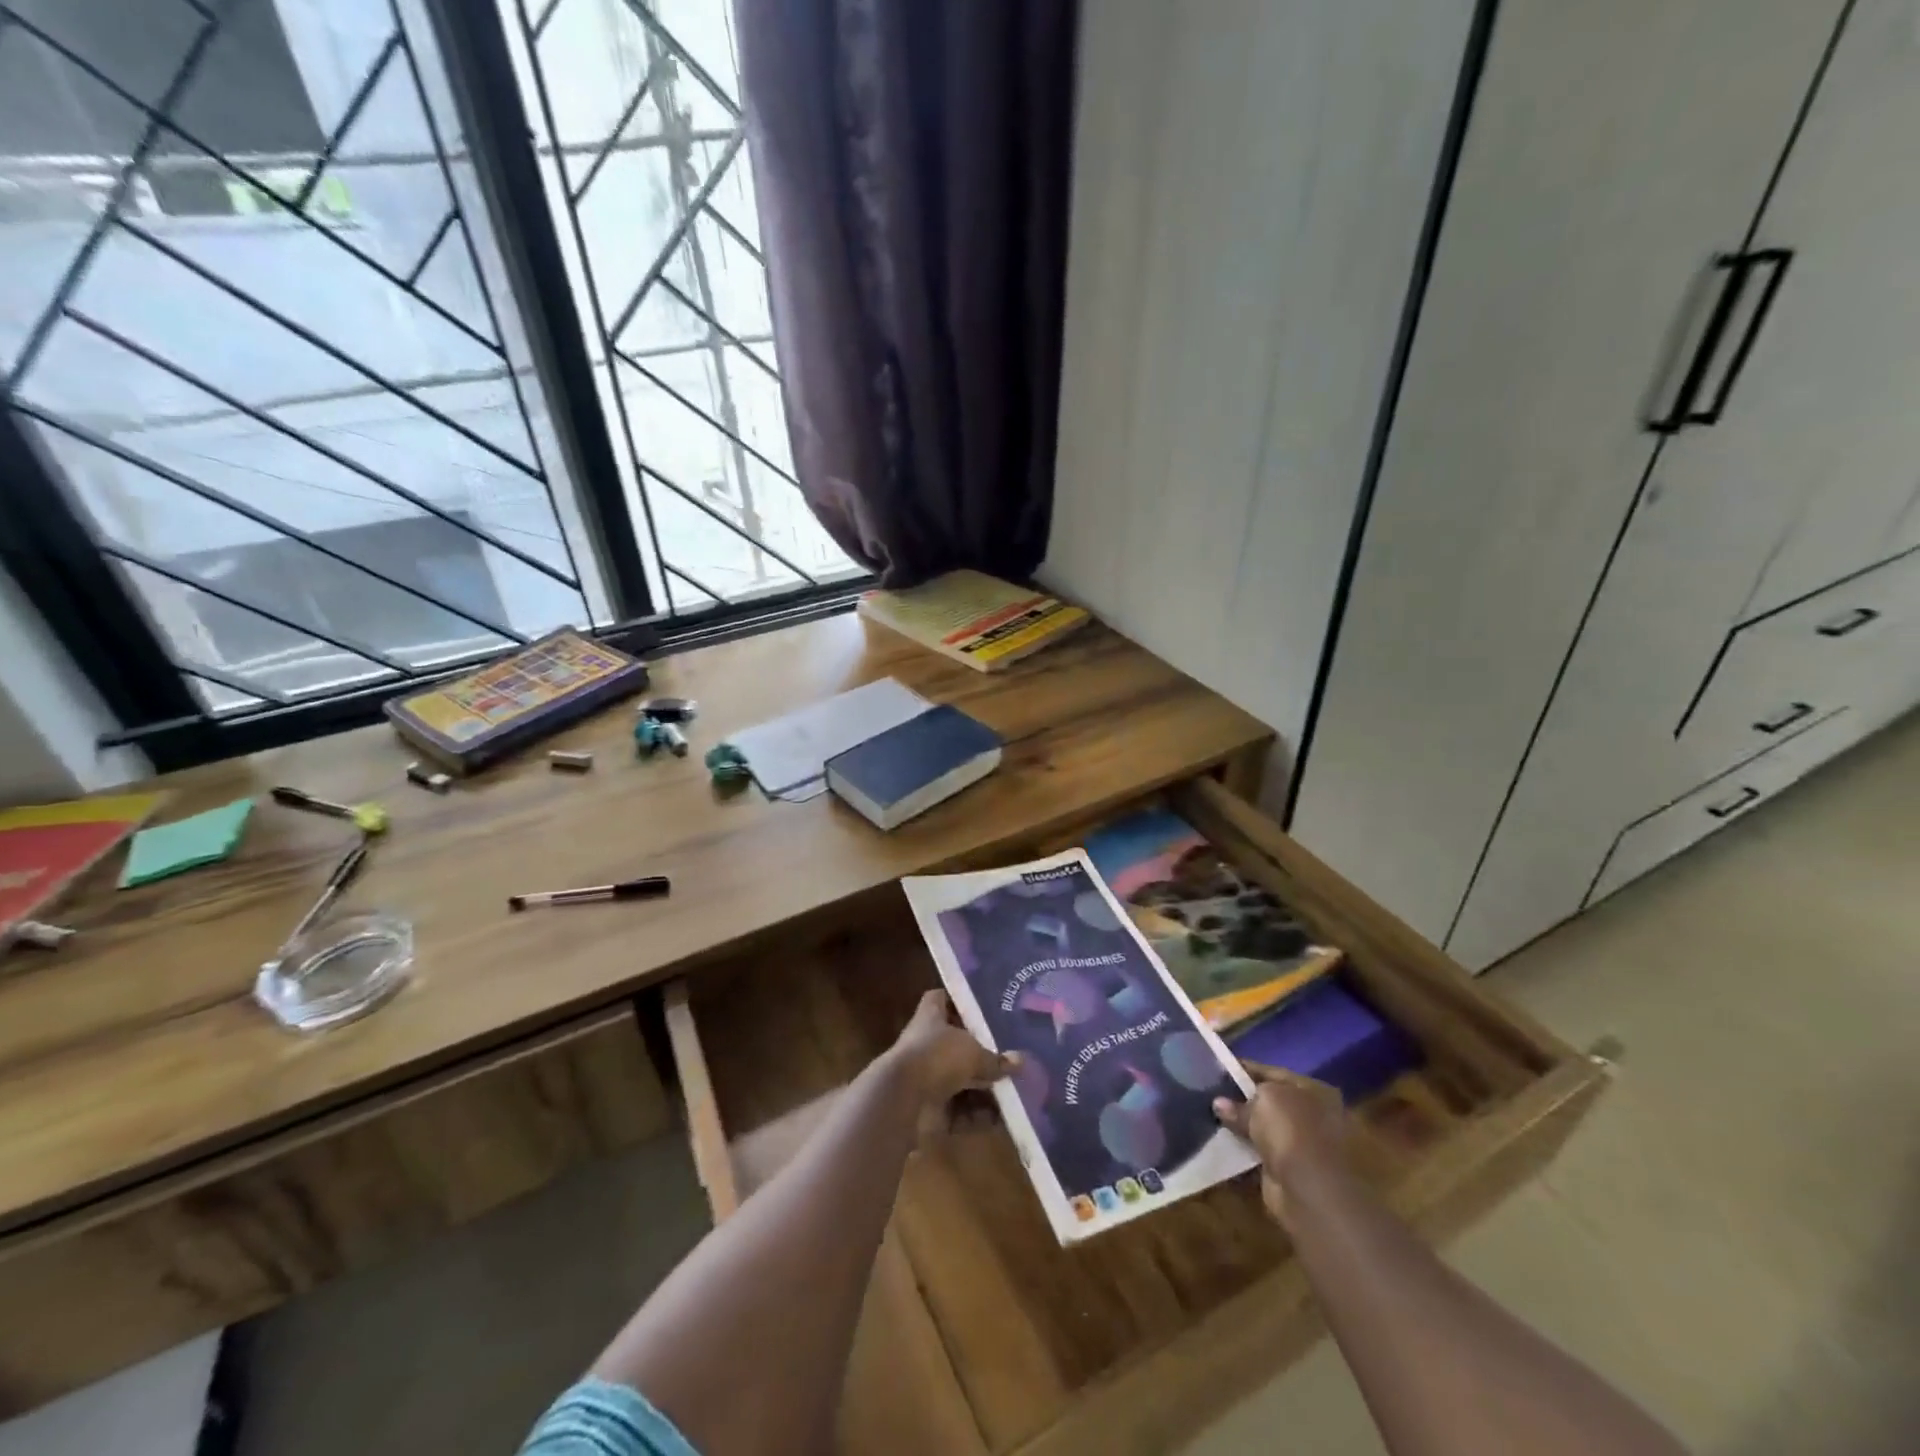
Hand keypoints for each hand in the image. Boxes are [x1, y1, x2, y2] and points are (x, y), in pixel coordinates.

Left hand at [887, 990, 1018, 1107]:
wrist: (903, 1099)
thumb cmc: (937, 1057)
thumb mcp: (973, 1053)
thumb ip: (996, 1059)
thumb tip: (1021, 1060)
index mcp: (930, 1017)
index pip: (940, 999)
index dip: (958, 1000)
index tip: (982, 1007)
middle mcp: (926, 1043)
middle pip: (955, 1044)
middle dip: (981, 1054)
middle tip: (1010, 1058)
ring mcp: (925, 1076)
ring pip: (960, 1080)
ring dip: (983, 1089)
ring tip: (1013, 1094)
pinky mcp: (928, 1107)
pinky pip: (958, 1110)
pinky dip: (977, 1116)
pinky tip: (1002, 1121)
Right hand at [1213, 1065, 1347, 1225]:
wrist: (1311, 1192)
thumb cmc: (1293, 1131)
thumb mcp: (1264, 1101)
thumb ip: (1240, 1101)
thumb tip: (1219, 1104)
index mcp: (1314, 1091)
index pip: (1273, 1073)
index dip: (1245, 1070)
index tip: (1216, 1069)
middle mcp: (1312, 1116)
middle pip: (1269, 1102)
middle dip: (1241, 1101)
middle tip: (1209, 1095)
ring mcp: (1301, 1146)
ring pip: (1263, 1129)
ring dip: (1241, 1127)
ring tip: (1208, 1117)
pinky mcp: (1287, 1171)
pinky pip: (1258, 1154)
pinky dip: (1241, 1151)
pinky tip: (1218, 1143)